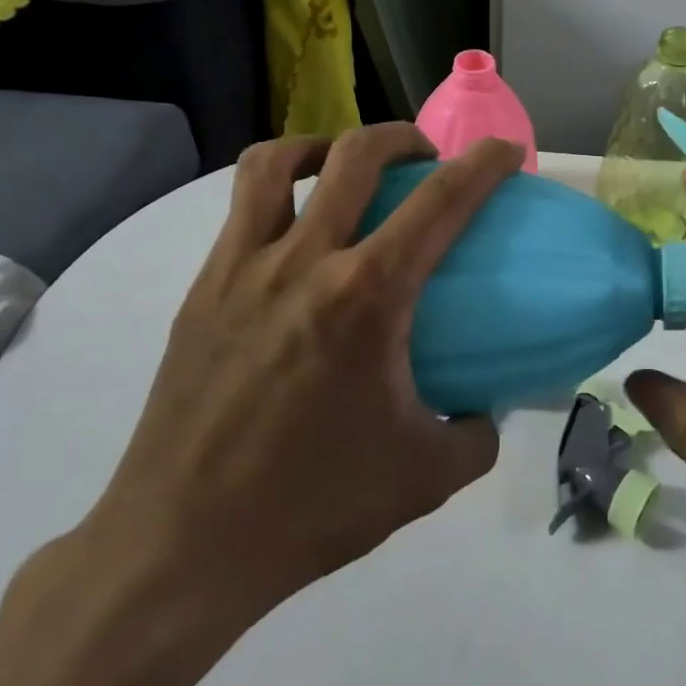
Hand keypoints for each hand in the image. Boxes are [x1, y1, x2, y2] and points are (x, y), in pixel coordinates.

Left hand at [65, 124, 522, 651]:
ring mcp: (242, 268)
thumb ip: (475, 436)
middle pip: (357, 154)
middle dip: (403, 138)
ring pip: (277, 161)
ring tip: (346, 168)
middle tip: (425, 160)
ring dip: (325, 145)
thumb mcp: (424, 478)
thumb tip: (486, 409)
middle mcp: (304, 261)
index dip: (483, 164)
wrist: (180, 547)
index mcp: (367, 296)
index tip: (505, 150)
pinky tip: (296, 229)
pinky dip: (278, 188)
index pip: (441, 202)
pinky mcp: (203, 288)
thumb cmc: (310, 506)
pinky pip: (241, 207)